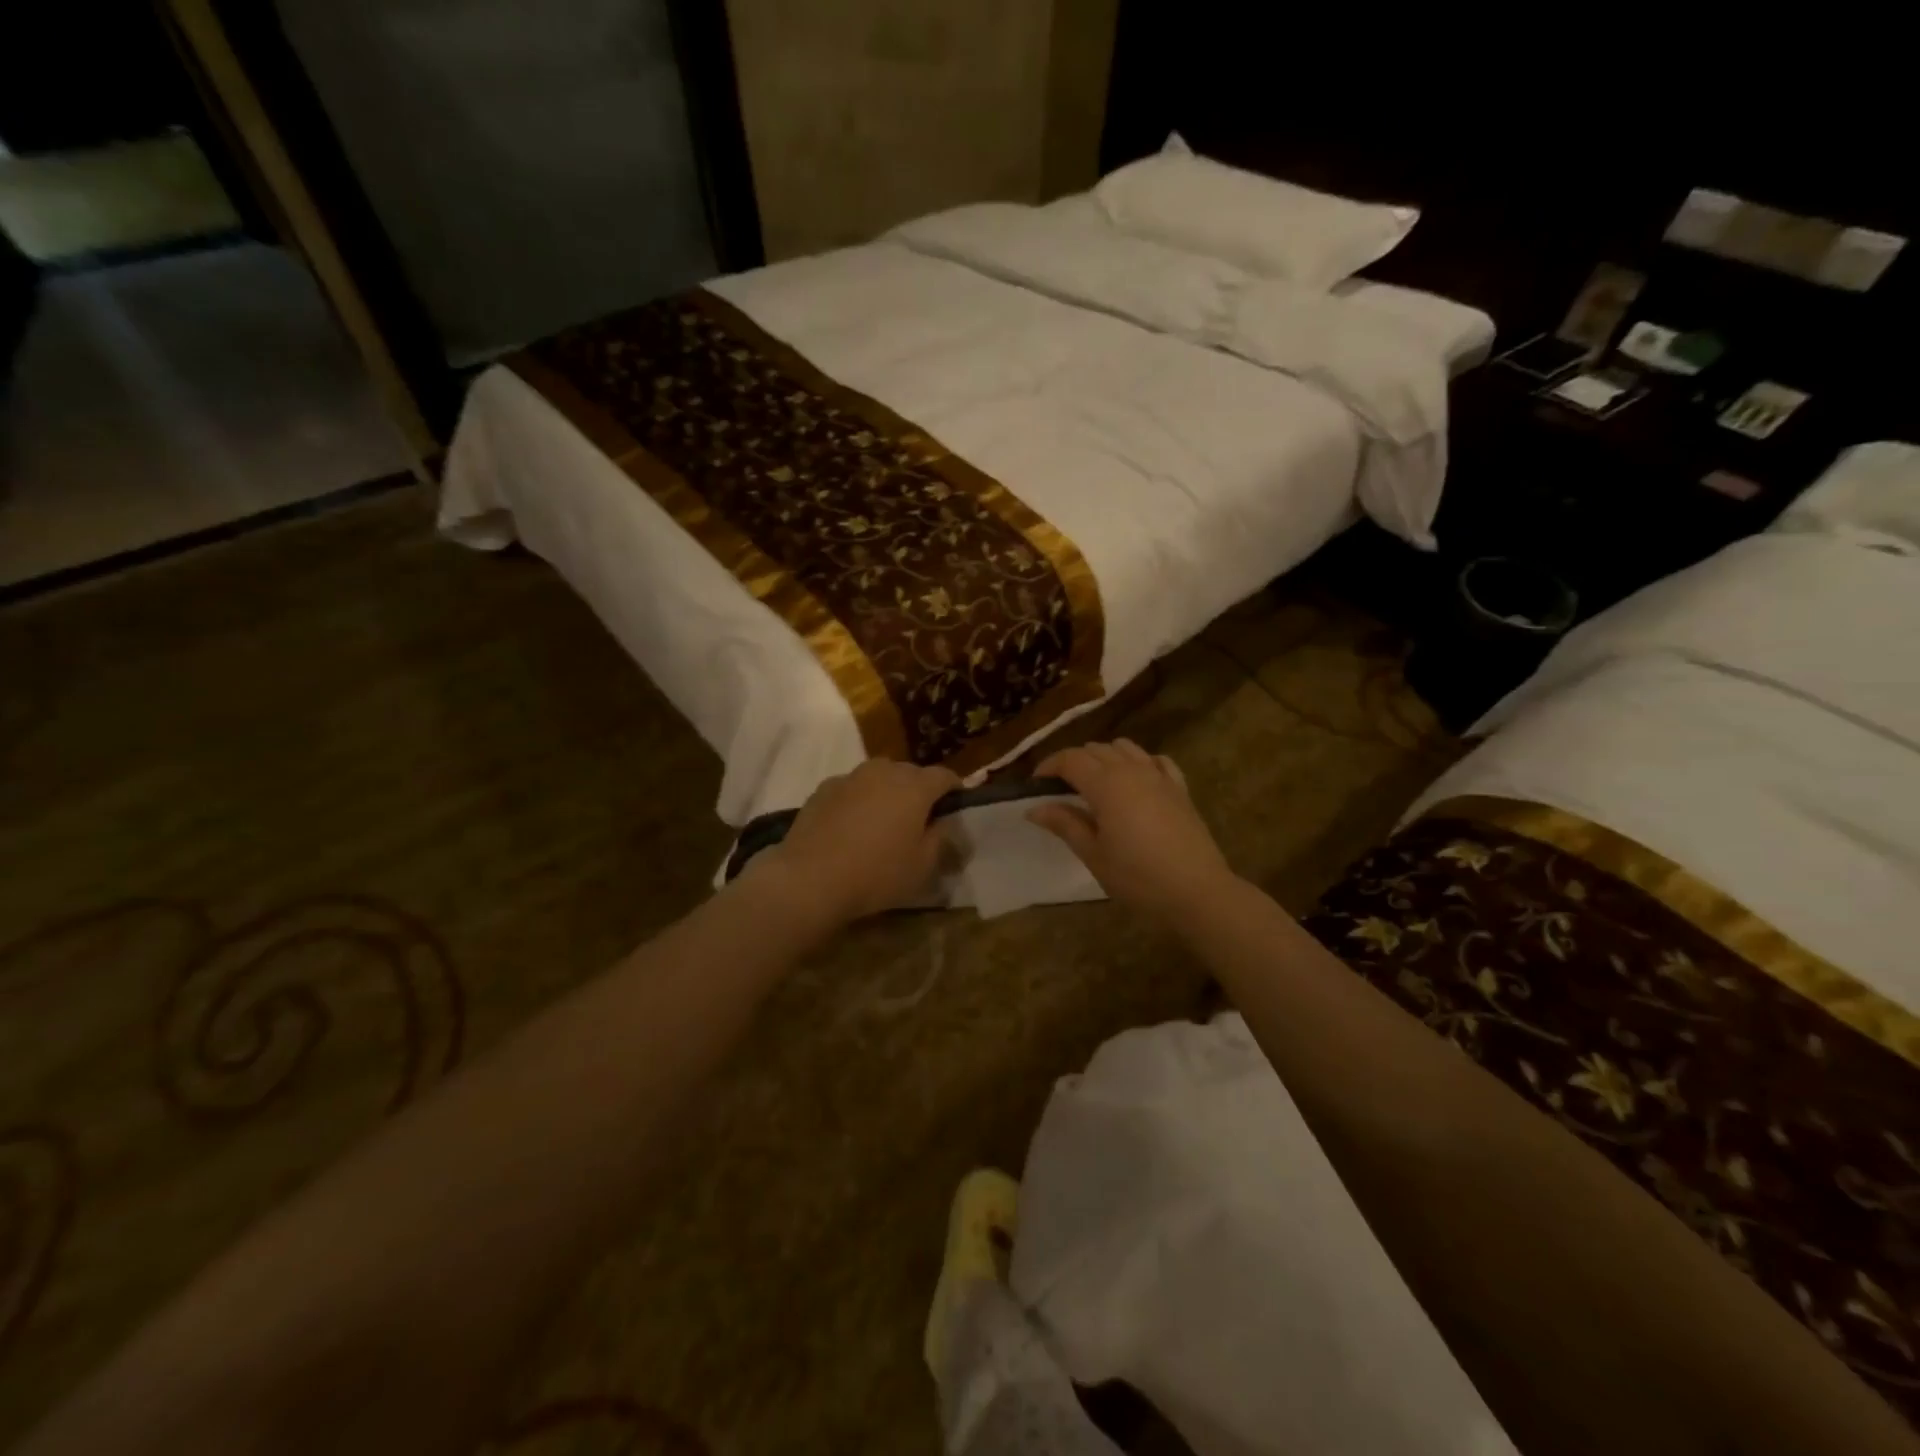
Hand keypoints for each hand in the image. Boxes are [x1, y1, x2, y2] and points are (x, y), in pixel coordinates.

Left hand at [749, 759, 960, 927]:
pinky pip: (853, 788)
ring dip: (888, 791)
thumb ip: (941, 838)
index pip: (945, 776)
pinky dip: (860, 798)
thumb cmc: (876, 874)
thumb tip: (944, 822)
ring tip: (885, 818)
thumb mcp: (922, 866)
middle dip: (920, 789)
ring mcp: (850, 777)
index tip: (956, 805)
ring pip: (879, 776)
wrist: (809, 879)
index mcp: (914, 787)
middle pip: (911, 772)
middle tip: (920, 817)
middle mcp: (884, 771)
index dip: (954, 789)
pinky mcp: (823, 789)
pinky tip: (853, 824)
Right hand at [1027, 740, 1236, 922]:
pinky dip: (1139, 762)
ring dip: (1104, 757)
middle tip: (1060, 788)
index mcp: (1105, 784)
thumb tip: (1034, 808)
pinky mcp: (1180, 788)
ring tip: (1095, 782)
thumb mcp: (1093, 854)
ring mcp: (1159, 776)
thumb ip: (1065, 824)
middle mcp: (1131, 769)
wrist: (1197, 891)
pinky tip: (1135, 780)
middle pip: (1095, 749)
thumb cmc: (1137, 877)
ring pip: (1125, 748)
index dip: (1049, 766)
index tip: (1035, 783)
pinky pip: (1155, 760)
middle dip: (1073, 761)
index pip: (1070, 759)